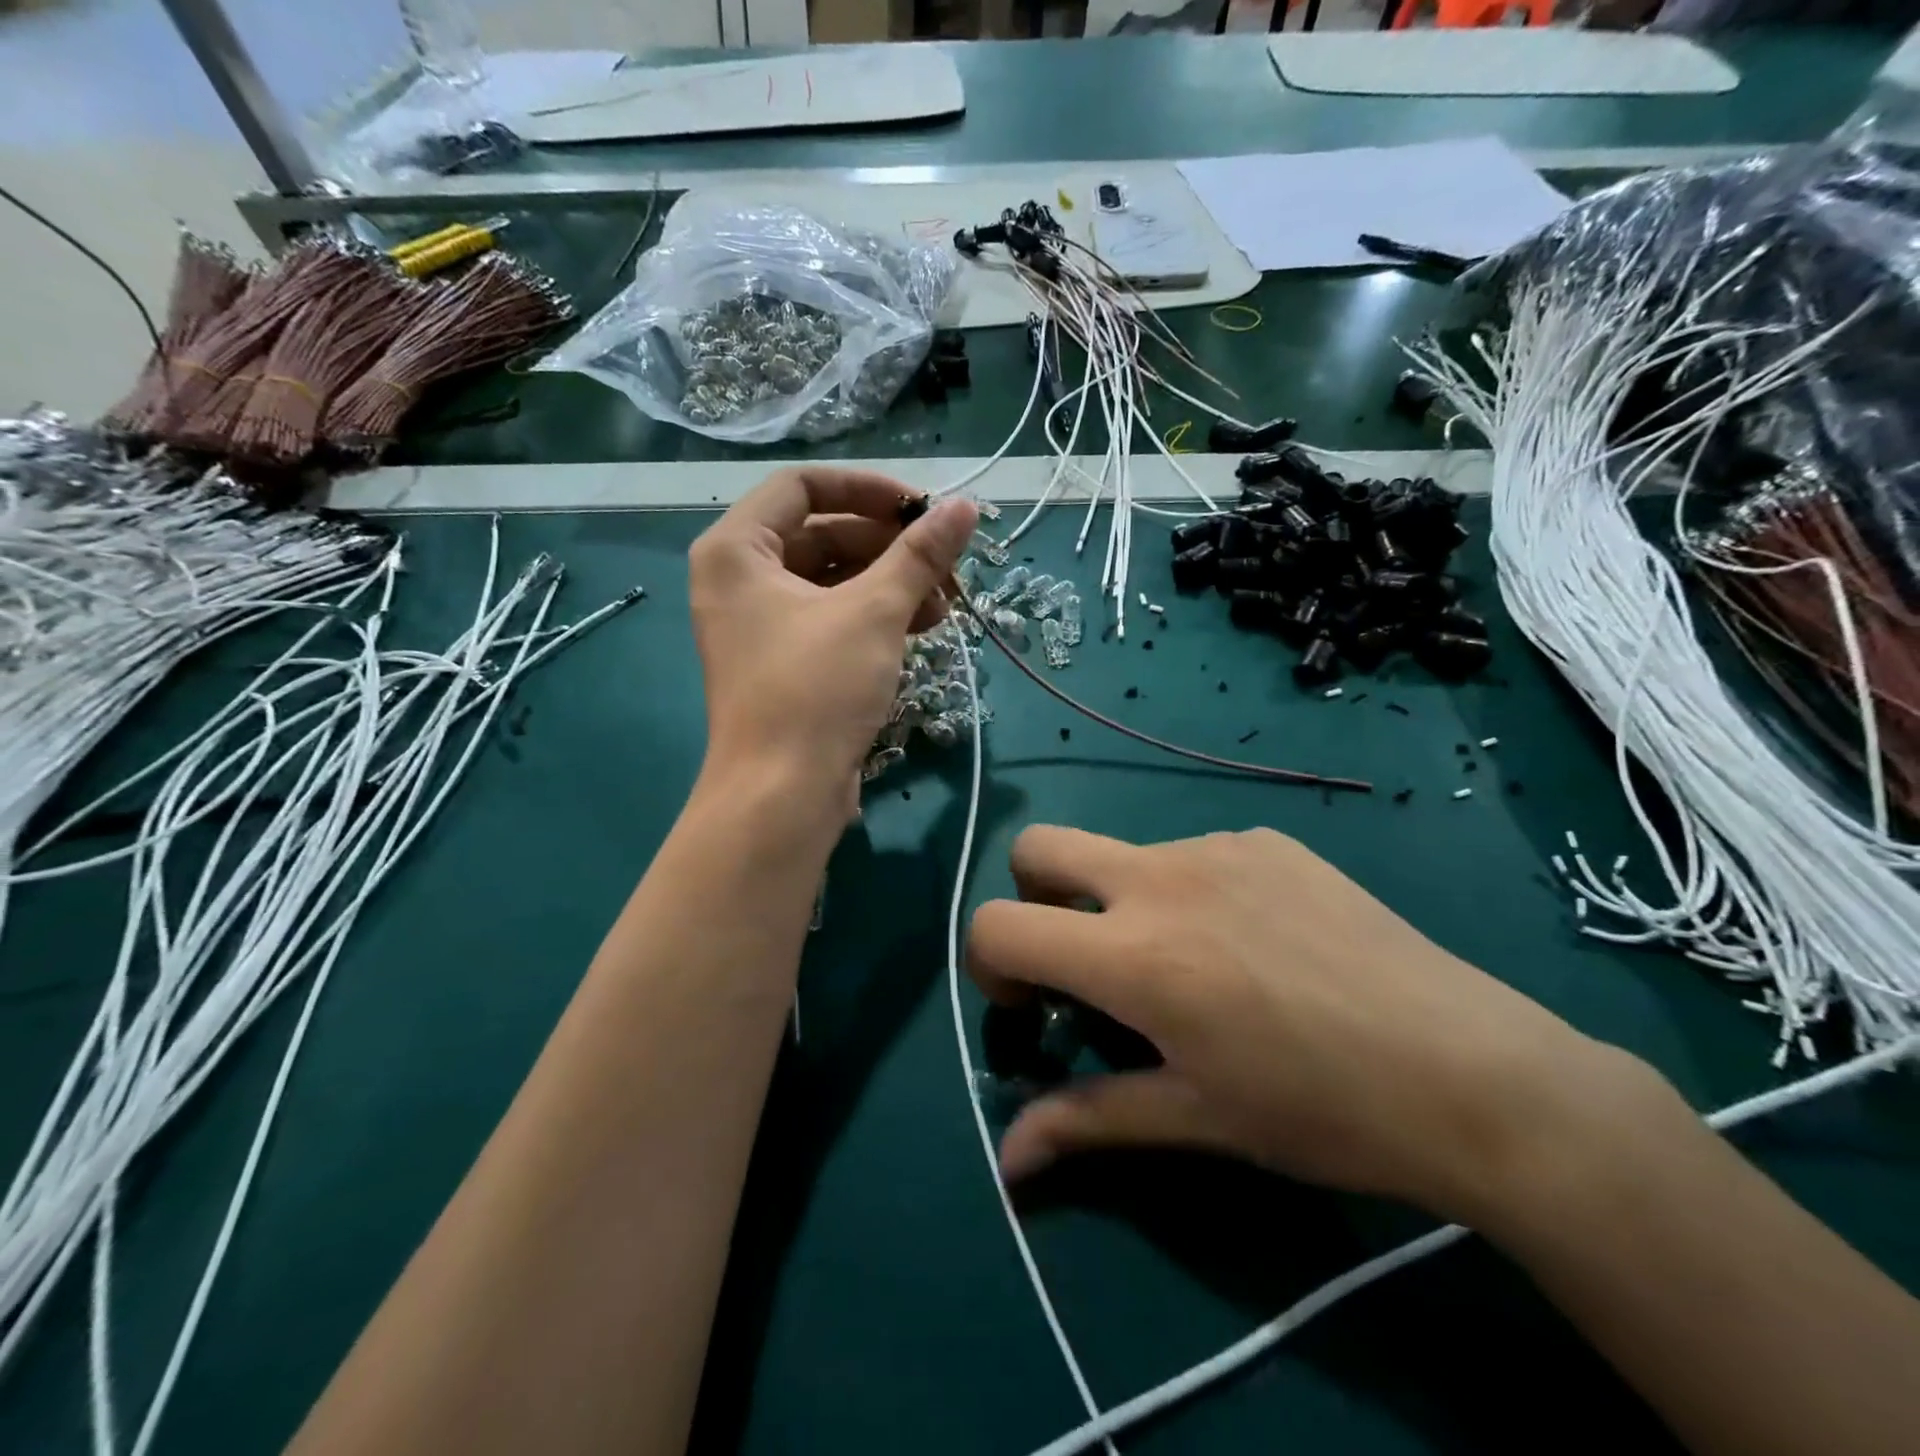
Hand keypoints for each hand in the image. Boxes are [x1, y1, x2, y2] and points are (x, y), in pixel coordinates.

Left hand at [689, 468, 977, 810]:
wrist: (782, 795)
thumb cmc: (816, 690)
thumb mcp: (874, 612)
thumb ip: (920, 554)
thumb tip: (966, 507)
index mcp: (737, 550)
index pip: (803, 486)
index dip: (868, 489)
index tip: (922, 509)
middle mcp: (740, 579)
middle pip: (822, 533)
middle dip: (889, 546)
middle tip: (944, 562)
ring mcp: (760, 624)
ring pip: (833, 580)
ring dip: (891, 583)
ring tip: (945, 601)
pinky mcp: (784, 662)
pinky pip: (832, 618)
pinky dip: (875, 616)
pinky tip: (923, 626)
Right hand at [968, 826, 1656, 1224]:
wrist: (1473, 1071)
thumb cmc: (1322, 1112)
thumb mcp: (1195, 1118)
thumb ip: (1088, 1123)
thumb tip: (1007, 1161)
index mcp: (1136, 954)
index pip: (999, 926)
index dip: (988, 965)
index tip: (1034, 1006)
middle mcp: (1161, 879)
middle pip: (1038, 847)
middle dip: (1032, 898)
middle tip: (1081, 959)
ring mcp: (1218, 846)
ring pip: (1122, 855)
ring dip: (1121, 903)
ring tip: (1195, 968)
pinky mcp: (1266, 839)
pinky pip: (1193, 855)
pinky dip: (1189, 893)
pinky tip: (1255, 945)